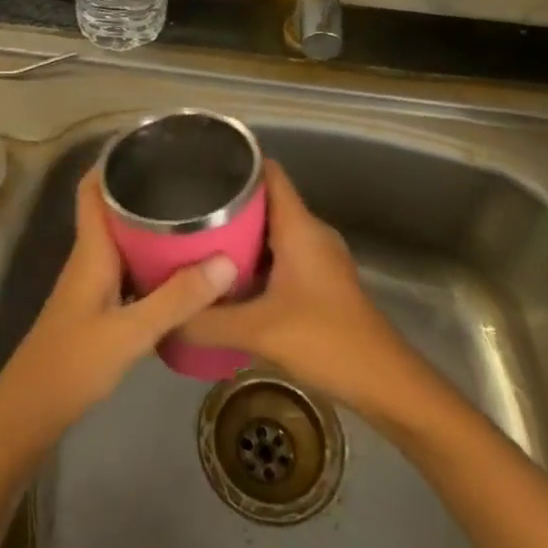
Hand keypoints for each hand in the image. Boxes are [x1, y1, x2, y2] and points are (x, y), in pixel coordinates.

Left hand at [0, 166, 236, 453]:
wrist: (32, 411)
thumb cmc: (74, 362)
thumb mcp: (131, 331)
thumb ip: (177, 298)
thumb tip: (227, 260)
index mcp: (92, 249)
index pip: (92, 189)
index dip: (112, 161)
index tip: (149, 144)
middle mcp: (90, 256)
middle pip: (112, 209)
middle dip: (144, 189)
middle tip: (189, 178)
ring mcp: (93, 281)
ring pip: (122, 238)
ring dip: (150, 224)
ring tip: (194, 214)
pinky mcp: (99, 304)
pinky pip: (128, 265)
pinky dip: (151, 257)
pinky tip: (180, 266)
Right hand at [178, 161, 420, 418]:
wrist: (385, 383)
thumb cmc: (326, 341)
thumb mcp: (257, 331)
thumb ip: (205, 322)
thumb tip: (162, 316)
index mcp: (299, 226)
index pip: (268, 172)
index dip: (236, 164)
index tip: (198, 168)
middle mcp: (310, 233)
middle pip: (265, 201)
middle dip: (226, 204)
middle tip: (184, 212)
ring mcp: (318, 258)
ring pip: (271, 231)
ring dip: (238, 235)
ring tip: (195, 242)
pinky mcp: (319, 282)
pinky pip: (279, 255)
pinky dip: (253, 260)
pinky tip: (226, 280)